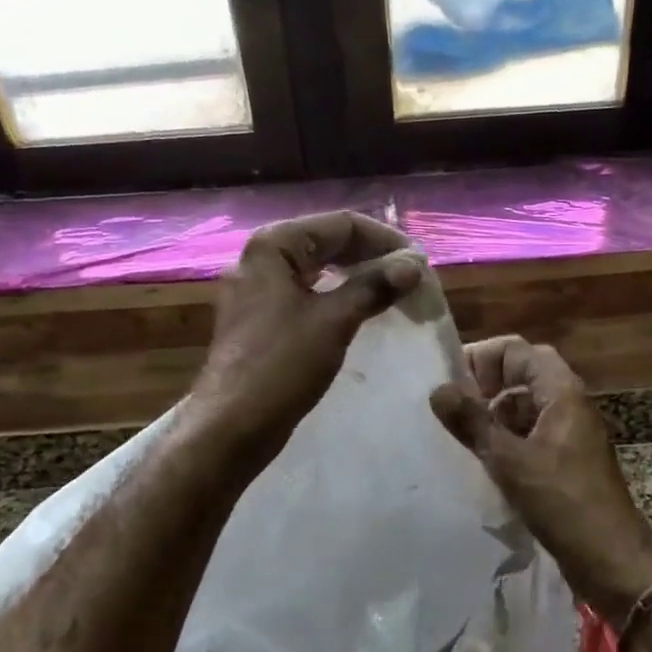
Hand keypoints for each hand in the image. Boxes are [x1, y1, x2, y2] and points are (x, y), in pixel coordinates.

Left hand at [191, 212, 422, 460]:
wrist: (231, 427)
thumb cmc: (281, 366)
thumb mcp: (334, 321)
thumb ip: (374, 286)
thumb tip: (414, 264)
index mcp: (274, 245)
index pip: (342, 224)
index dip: (385, 239)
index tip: (420, 264)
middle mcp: (262, 259)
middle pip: (329, 242)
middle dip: (373, 256)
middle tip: (411, 279)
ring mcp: (259, 290)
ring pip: (319, 270)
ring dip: (358, 277)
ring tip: (394, 293)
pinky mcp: (262, 319)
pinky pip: (309, 294)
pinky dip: (338, 297)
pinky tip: (363, 313)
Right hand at [430, 336, 651, 620]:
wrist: (611, 558)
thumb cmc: (563, 502)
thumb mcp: (510, 460)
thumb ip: (472, 422)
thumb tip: (437, 390)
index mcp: (561, 391)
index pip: (516, 350)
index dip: (481, 358)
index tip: (449, 383)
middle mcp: (567, 403)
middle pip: (521, 374)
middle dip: (484, 384)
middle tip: (453, 406)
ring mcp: (567, 432)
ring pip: (524, 405)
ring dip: (493, 412)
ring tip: (459, 432)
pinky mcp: (564, 459)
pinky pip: (529, 433)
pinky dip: (505, 437)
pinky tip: (481, 458)